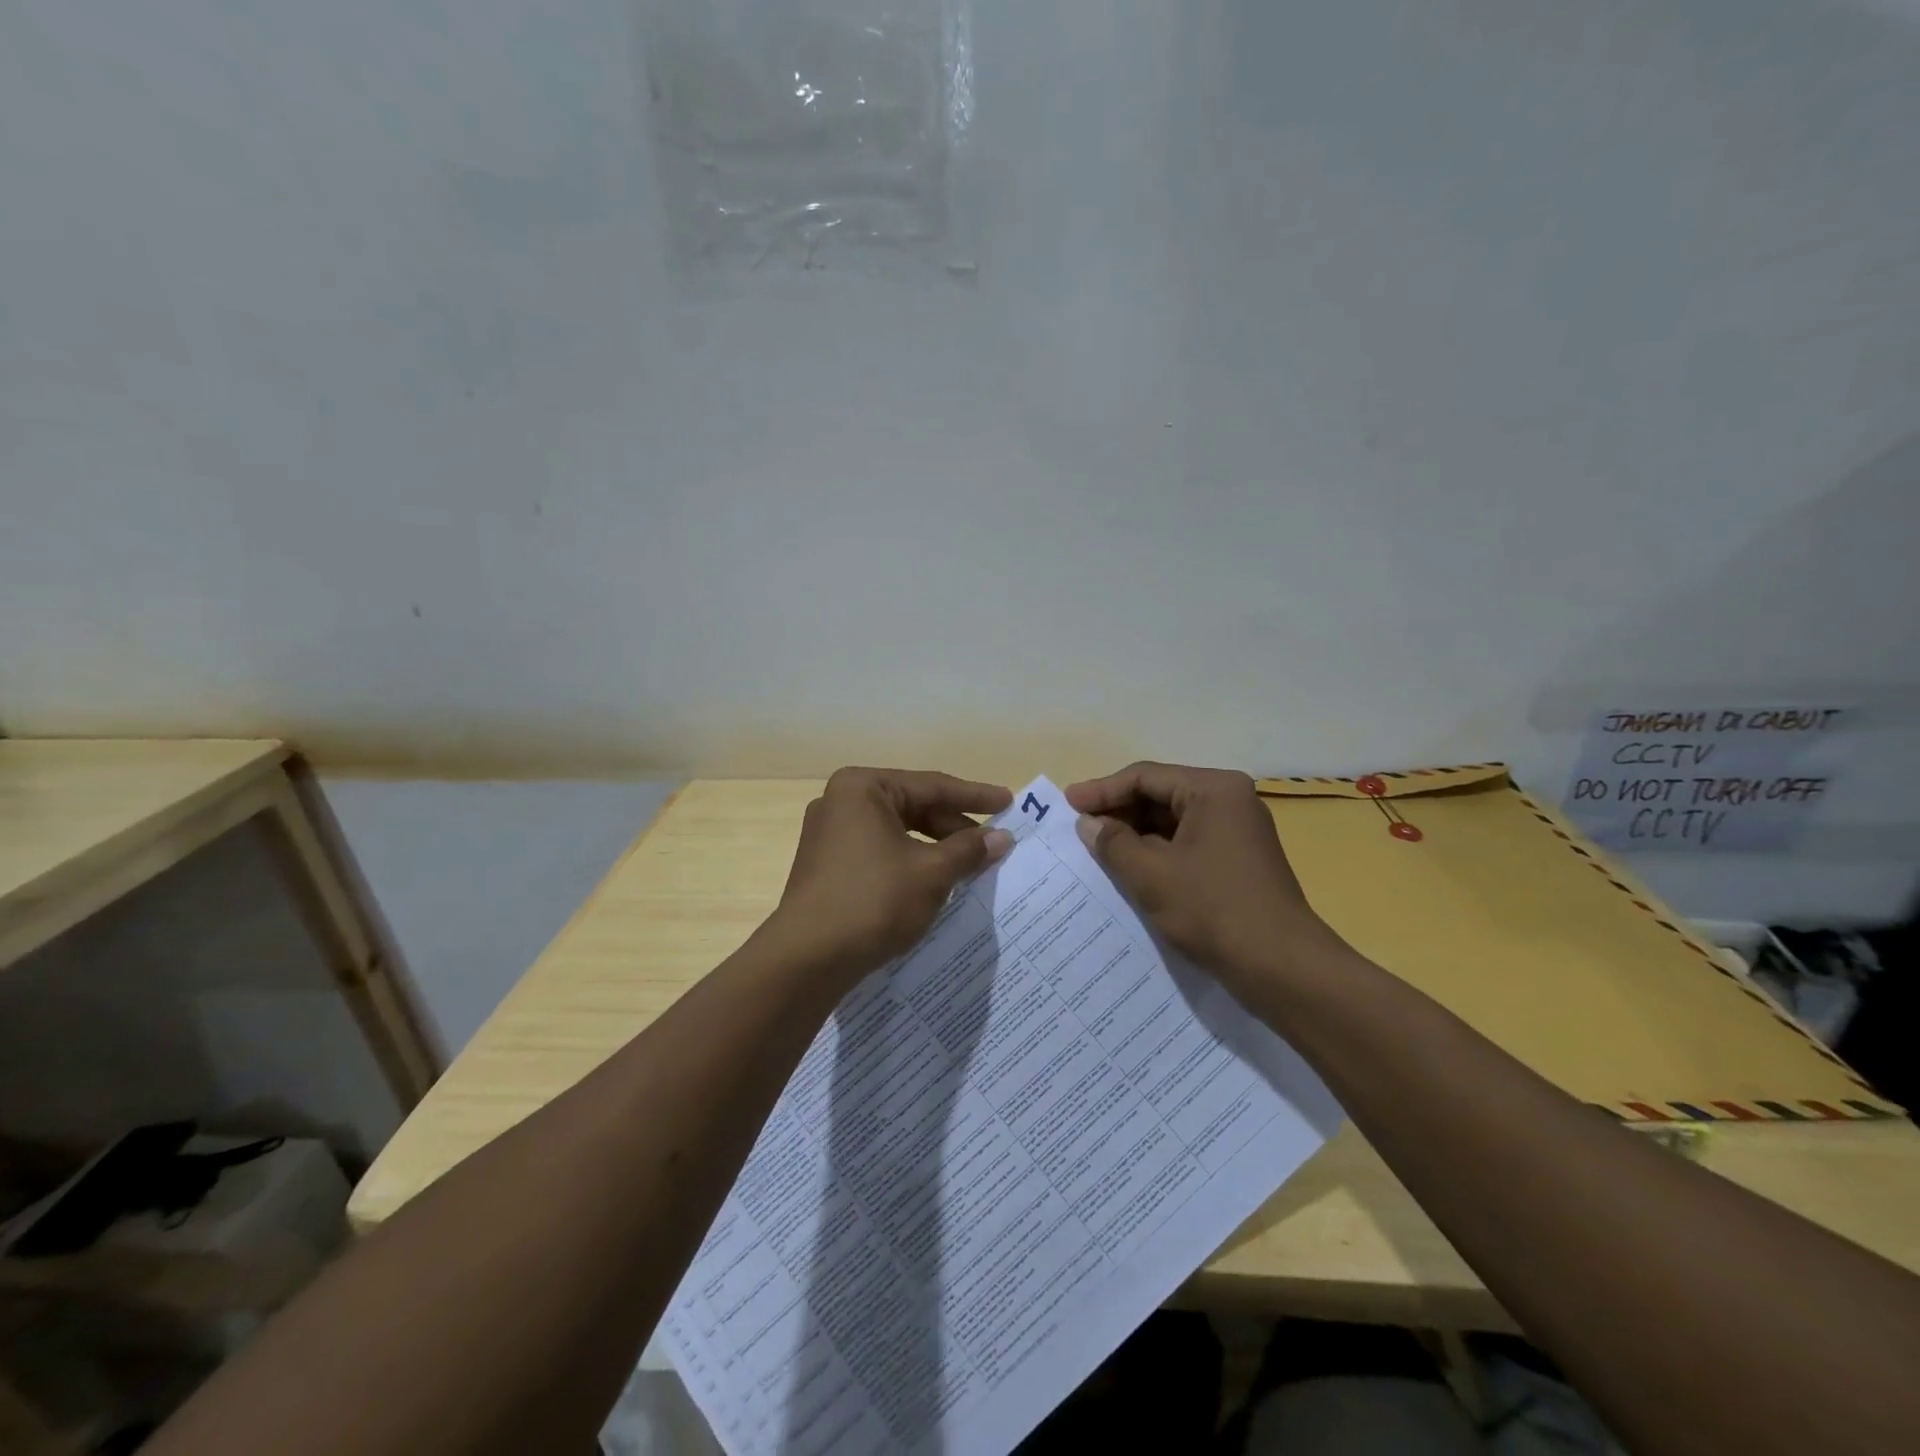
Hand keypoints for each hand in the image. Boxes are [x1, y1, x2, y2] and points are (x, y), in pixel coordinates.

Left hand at [769, 767, 1013, 981]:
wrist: (807, 959)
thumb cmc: (873, 901)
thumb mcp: (931, 873)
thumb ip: (969, 850)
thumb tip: (1002, 838)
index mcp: (863, 788)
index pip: (932, 786)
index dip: (975, 797)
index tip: (1009, 803)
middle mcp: (841, 802)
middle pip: (913, 806)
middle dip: (955, 826)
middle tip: (994, 841)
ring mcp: (829, 834)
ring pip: (897, 832)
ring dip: (935, 847)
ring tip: (970, 865)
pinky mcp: (827, 865)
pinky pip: (880, 852)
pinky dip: (910, 862)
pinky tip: (935, 882)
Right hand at [1066, 762, 1335, 998]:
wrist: (1282, 968)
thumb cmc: (1213, 910)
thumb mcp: (1151, 874)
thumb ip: (1113, 843)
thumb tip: (1089, 824)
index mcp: (1213, 790)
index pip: (1145, 777)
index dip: (1102, 790)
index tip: (1067, 805)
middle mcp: (1229, 801)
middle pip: (1161, 795)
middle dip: (1119, 812)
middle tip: (1080, 829)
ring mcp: (1237, 831)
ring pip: (1173, 822)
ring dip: (1136, 835)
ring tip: (1098, 850)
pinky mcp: (1238, 861)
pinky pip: (1187, 844)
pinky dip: (1157, 853)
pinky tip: (1131, 870)